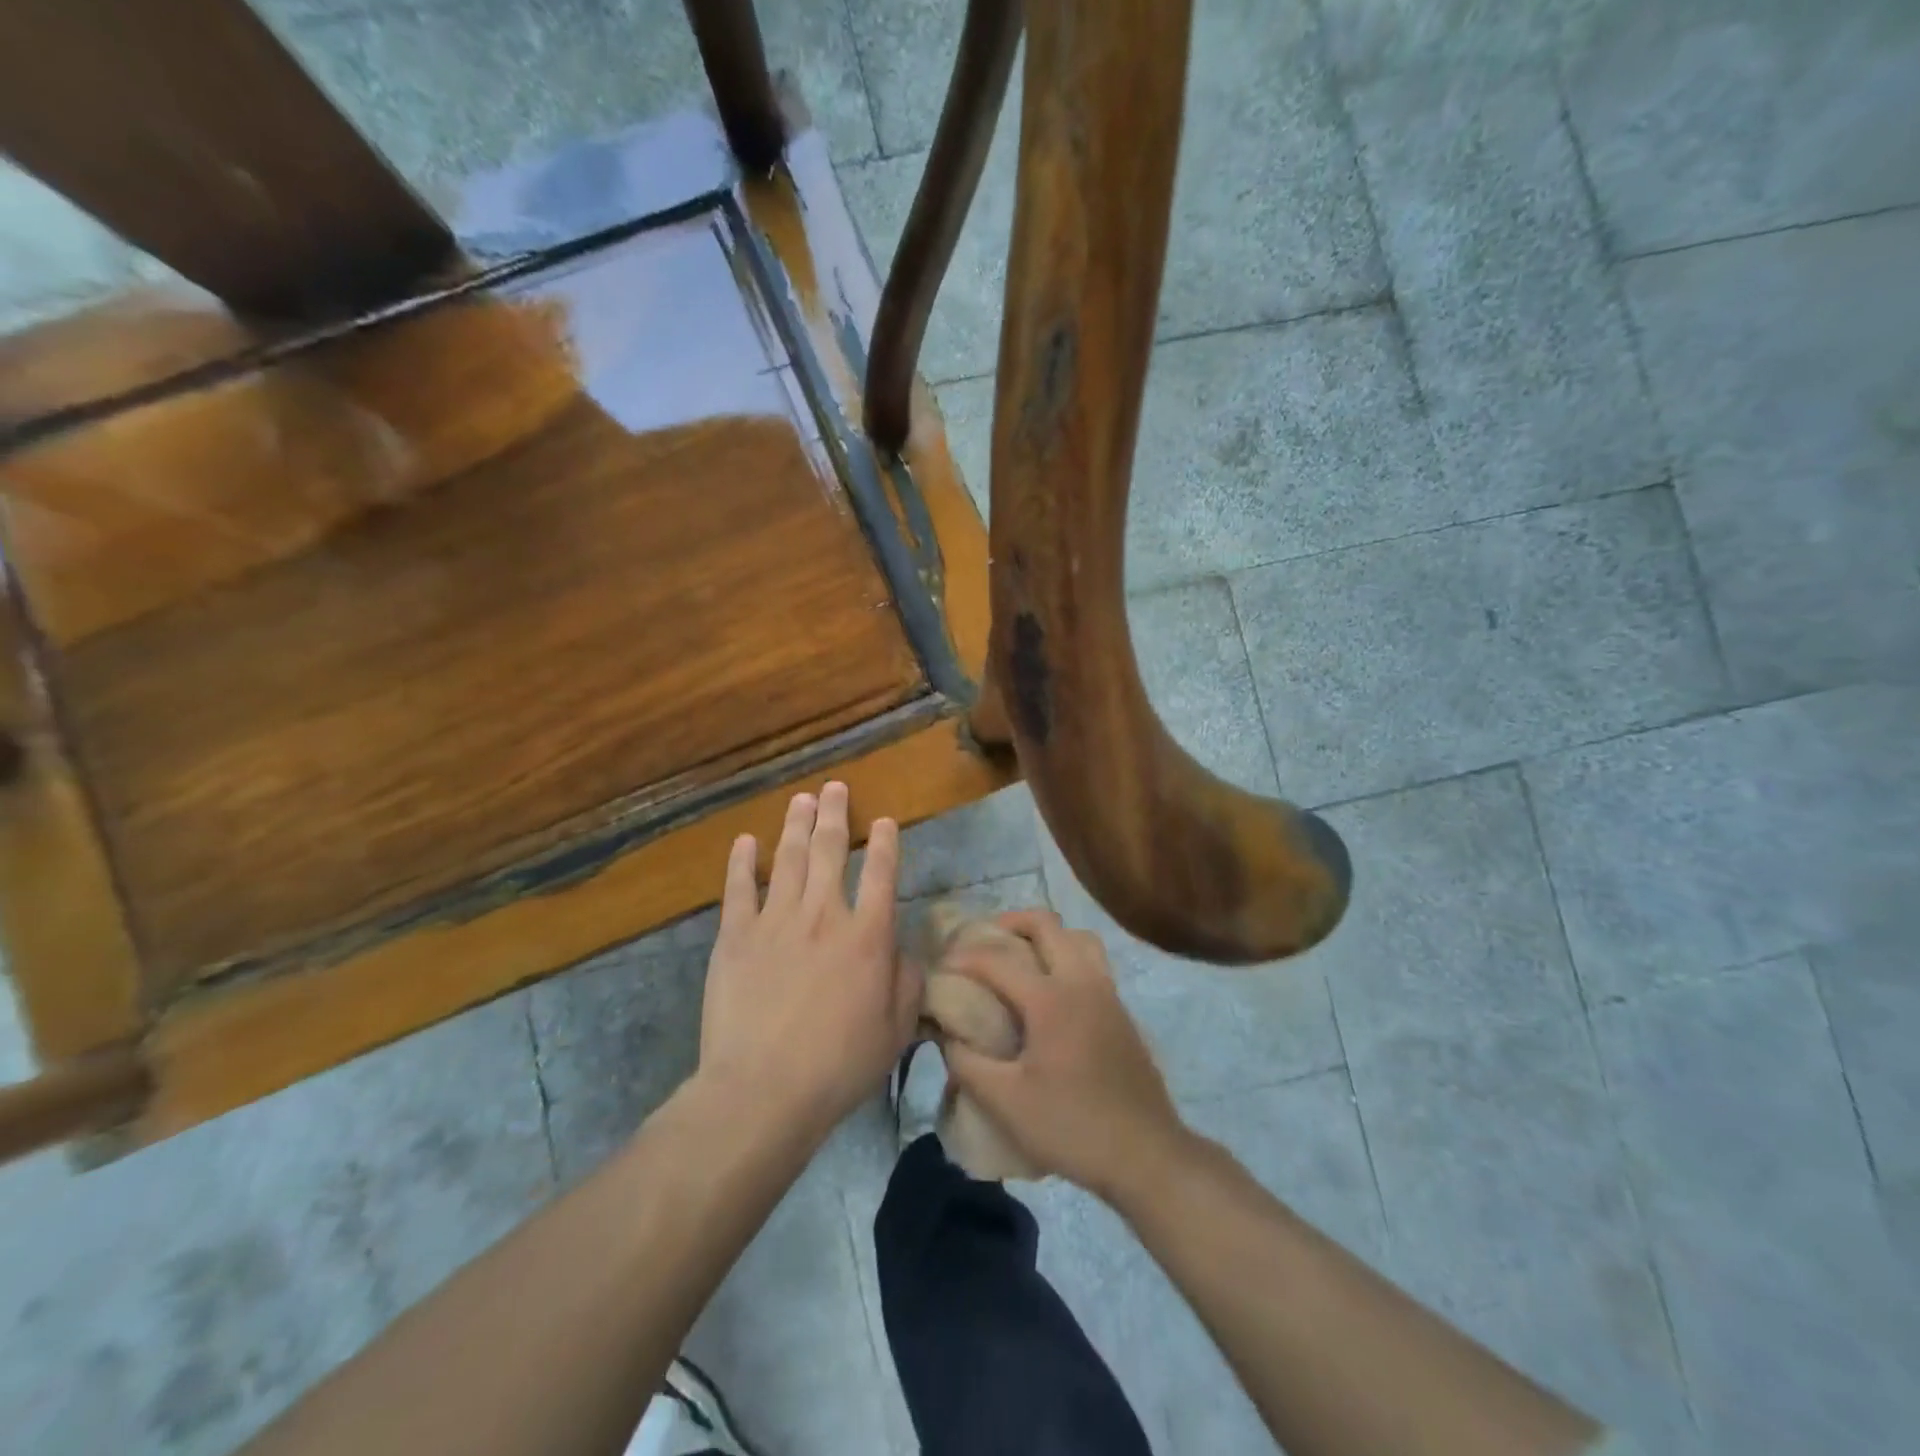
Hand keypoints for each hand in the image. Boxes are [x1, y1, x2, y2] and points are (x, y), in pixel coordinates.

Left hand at [696, 781, 919, 1138]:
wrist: (763, 1088)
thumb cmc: (839, 1064)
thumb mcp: (896, 1029)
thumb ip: (908, 982)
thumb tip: (906, 951)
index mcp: (868, 935)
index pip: (881, 873)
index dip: (885, 843)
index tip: (884, 821)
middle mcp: (824, 914)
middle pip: (829, 850)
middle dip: (834, 815)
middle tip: (833, 787)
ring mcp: (776, 920)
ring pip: (788, 859)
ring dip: (795, 825)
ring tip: (801, 799)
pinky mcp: (735, 935)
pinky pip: (739, 888)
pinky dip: (742, 861)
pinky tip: (745, 840)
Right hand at [942, 910, 1191, 1203]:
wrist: (1146, 1154)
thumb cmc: (1072, 1126)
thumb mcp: (1006, 1103)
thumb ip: (967, 1063)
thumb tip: (947, 1034)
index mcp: (1050, 999)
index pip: (998, 959)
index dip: (964, 957)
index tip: (941, 967)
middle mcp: (1081, 981)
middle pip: (1045, 924)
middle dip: (1009, 923)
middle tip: (983, 942)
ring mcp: (1107, 992)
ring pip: (1077, 937)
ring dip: (1045, 936)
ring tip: (1021, 957)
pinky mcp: (1121, 1010)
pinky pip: (1092, 960)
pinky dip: (1067, 956)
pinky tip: (1052, 990)